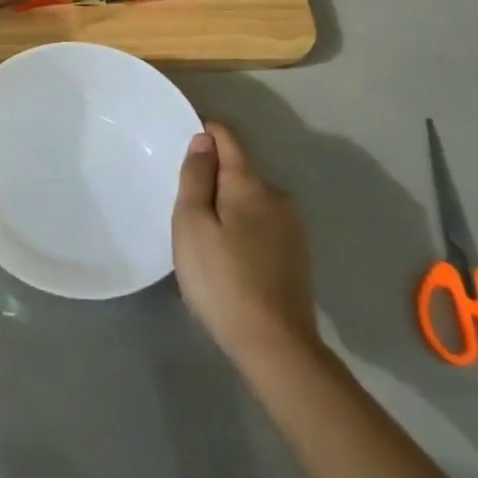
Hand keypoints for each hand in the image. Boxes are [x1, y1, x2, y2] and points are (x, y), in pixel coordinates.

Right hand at [172, 121, 321, 365]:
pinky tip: (229, 256)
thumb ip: (197, 177)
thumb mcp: (192, 225)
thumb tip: (204, 139)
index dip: (205, 131)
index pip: (228, 139)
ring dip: (228, 204)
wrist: (275, 345)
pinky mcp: (296, 255)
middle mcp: (277, 196)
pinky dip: (242, 227)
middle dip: (213, 176)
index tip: (181, 139)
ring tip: (203, 234)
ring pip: (251, 199)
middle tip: (183, 204)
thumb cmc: (222, 280)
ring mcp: (292, 227)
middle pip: (240, 171)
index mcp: (250, 184)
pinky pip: (262, 223)